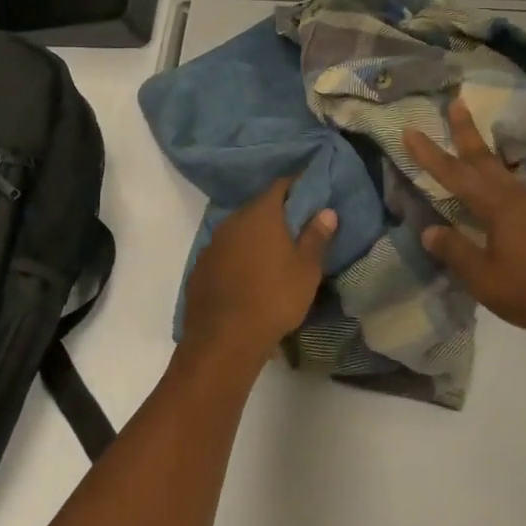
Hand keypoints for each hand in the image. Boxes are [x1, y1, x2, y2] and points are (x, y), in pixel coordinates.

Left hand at [182, 179, 335, 372]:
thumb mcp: (306, 269)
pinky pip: (224, 254)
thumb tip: (326, 211)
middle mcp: (232, 221)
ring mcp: (212, 245)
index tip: (311, 193)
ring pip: (238, 232)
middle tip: (296, 228)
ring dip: (254, 238)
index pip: (281, 186)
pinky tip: (246, 278)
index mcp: (260, 214)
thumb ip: (316, 236)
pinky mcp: (199, 269)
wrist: (224, 340)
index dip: (297, 186)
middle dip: (276, 215)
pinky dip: (237, 259)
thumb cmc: (274, 298)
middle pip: (258, 208)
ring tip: (272, 256)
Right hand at [403, 98, 525, 339]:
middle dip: (466, 130)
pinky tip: (493, 177)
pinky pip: (509, 182)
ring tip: (470, 133)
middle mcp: (513, 196)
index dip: (429, 154)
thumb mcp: (482, 276)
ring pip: (498, 168)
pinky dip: (494, 170)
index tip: (410, 131)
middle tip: (456, 102)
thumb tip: (429, 231)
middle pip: (482, 157)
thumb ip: (454, 250)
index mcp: (496, 205)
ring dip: (481, 149)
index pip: (454, 174)